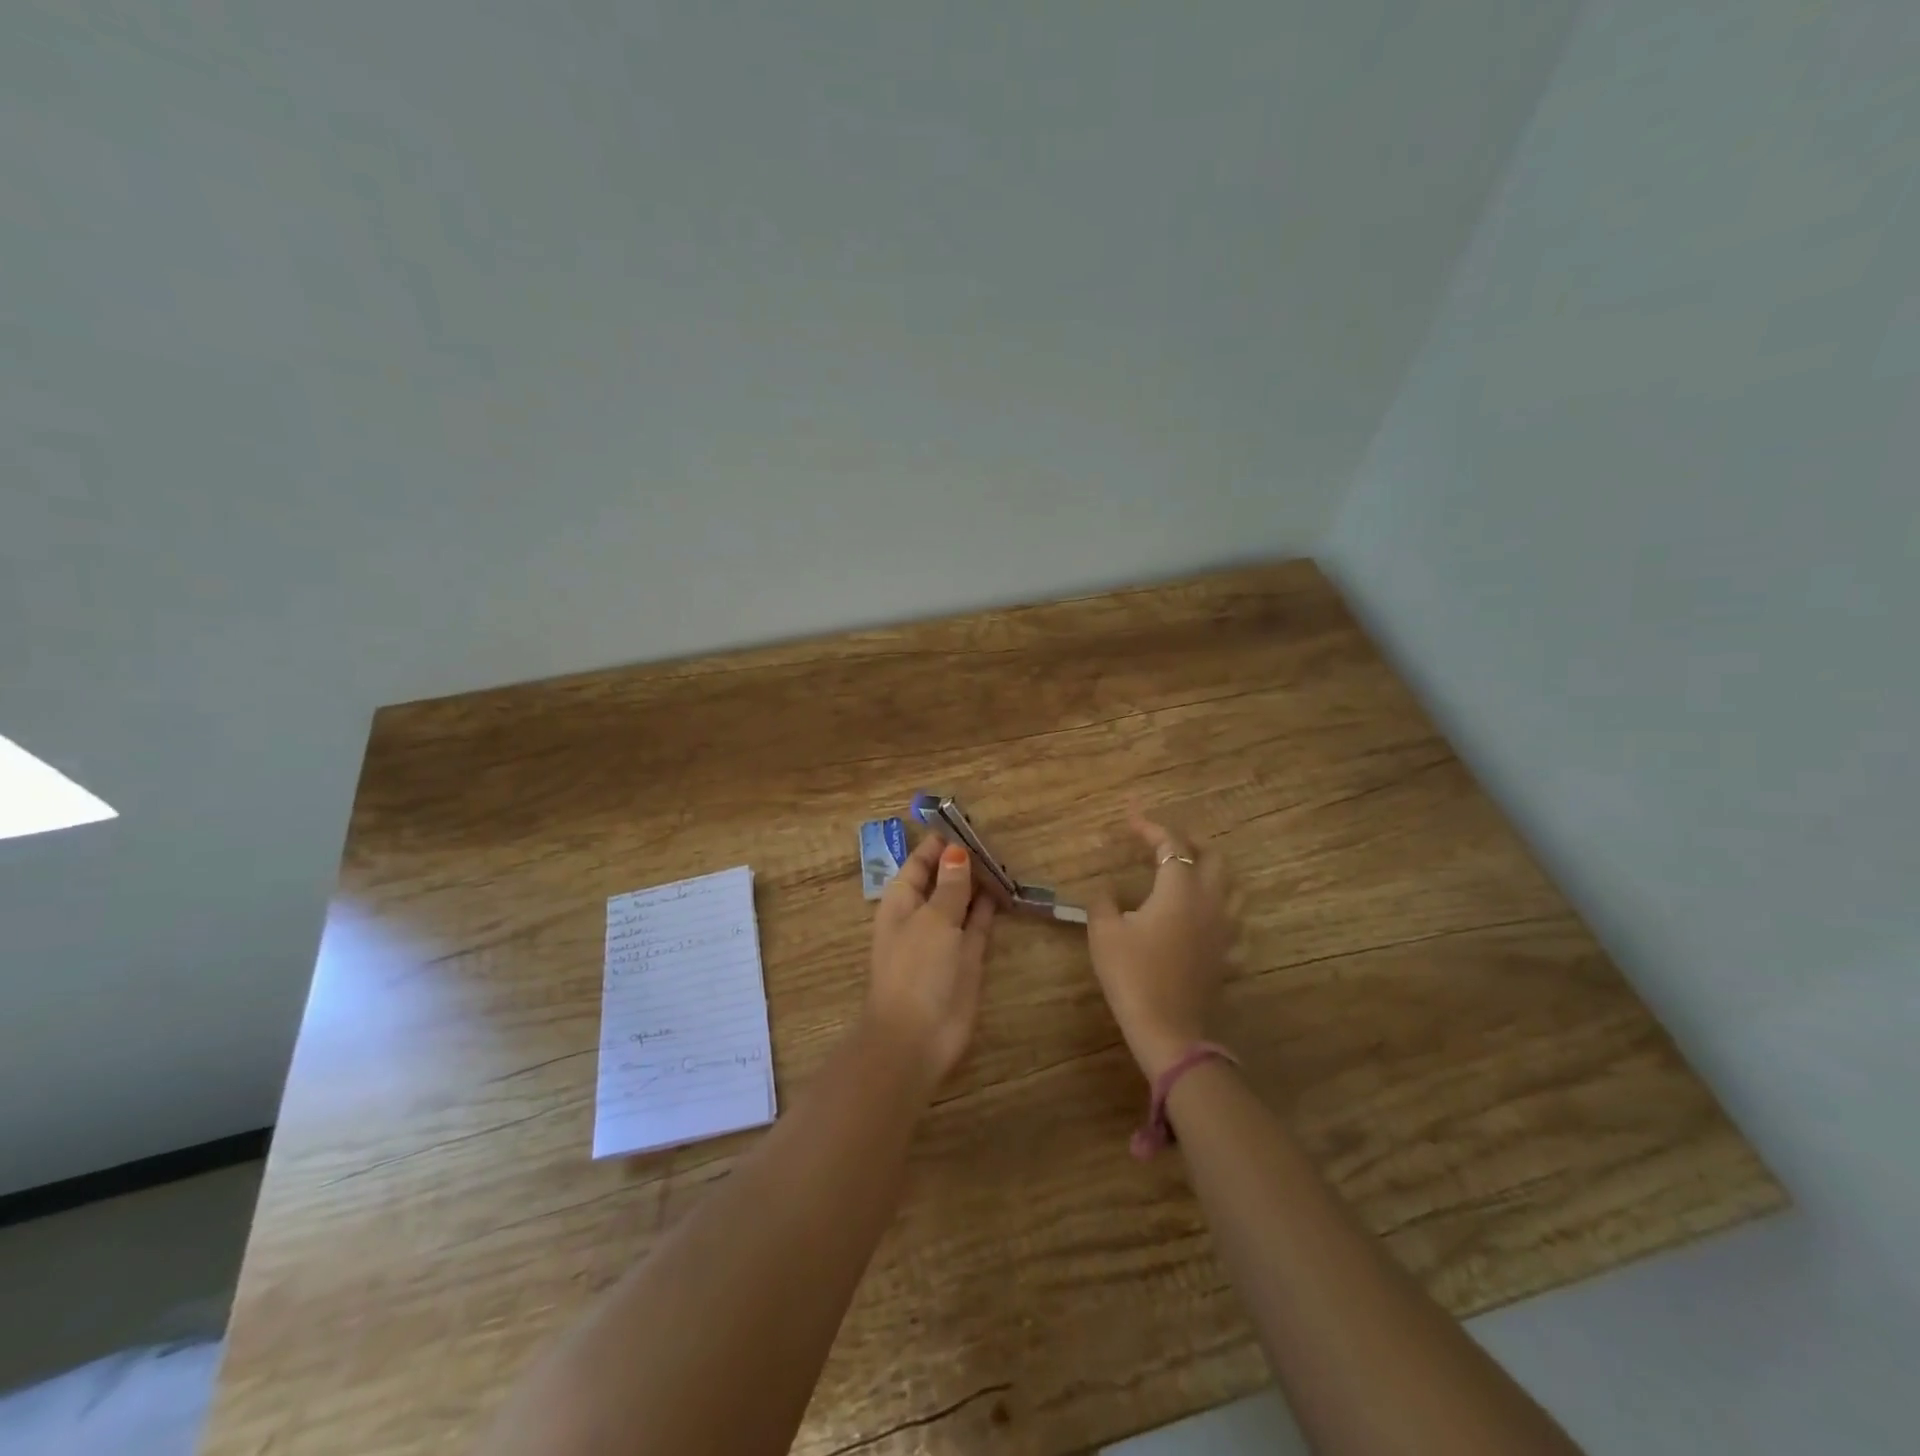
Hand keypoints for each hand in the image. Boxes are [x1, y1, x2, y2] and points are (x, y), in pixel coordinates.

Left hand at [867, 834, 996, 1094]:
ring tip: (1004, 857)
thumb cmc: (917, 969)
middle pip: (944, 878)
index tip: (965, 821)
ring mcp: (946, 936)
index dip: (940, 842)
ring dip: (980, 881)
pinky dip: (990, 907)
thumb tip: (956, 852)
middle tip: (994, 837)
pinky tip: (1007, 889)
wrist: (917, 1036)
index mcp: (902, 900)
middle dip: (964, 860)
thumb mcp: (934, 919)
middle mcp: (922, 914)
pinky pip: (979, 923)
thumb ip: (951, 886)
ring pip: (964, 899)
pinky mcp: (967, 957)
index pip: (920, 861)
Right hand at [1087, 810, 1237, 1080]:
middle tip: (1165, 841)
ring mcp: (1224, 929)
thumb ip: (1103, 902)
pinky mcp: (1228, 954)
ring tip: (1190, 871)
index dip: (1150, 827)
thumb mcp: (1104, 932)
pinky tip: (1207, 918)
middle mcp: (1209, 901)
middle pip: (1213, 857)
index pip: (1170, 844)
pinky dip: (1222, 911)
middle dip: (1190, 841)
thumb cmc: (1132, 974)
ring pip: (1233, 886)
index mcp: (1179, 888)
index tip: (1131, 818)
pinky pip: (1235, 923)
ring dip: (1213, 871)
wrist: (1166, 1028)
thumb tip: (1106, 890)